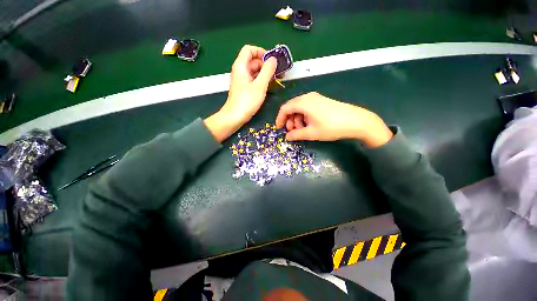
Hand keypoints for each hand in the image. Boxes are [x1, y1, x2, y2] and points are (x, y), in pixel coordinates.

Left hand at [205, 45, 276, 141]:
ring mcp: (241, 80)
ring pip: (254, 71)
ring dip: (265, 73)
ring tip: (277, 79)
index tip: (271, 61)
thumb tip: (273, 59)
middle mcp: (240, 70)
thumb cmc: (247, 101)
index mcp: (241, 66)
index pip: (249, 49)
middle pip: (253, 61)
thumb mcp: (260, 85)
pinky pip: (253, 79)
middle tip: (278, 72)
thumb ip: (267, 71)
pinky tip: (269, 86)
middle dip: (266, 64)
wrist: (235, 116)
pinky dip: (261, 80)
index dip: (261, 52)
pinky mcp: (243, 88)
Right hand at [275, 92, 392, 147]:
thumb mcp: (311, 133)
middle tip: (292, 131)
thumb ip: (296, 135)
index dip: (280, 119)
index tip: (279, 128)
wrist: (356, 121)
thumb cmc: (331, 127)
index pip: (285, 108)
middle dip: (289, 120)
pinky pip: (307, 107)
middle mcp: (308, 97)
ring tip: (301, 130)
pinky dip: (304, 116)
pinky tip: (309, 124)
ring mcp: (316, 98)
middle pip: (292, 107)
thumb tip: (287, 137)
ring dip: (297, 119)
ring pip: (299, 108)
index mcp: (304, 103)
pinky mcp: (321, 101)